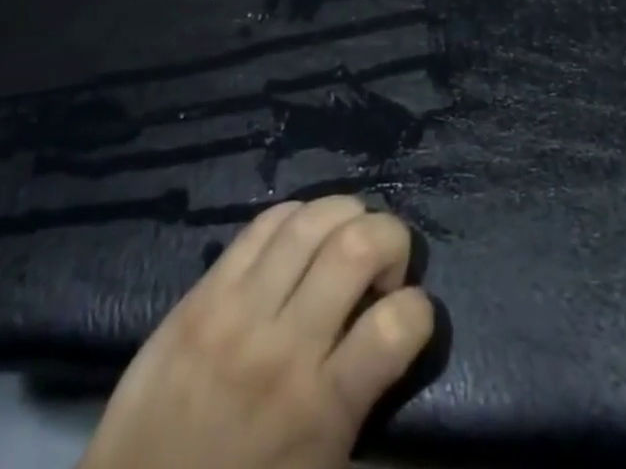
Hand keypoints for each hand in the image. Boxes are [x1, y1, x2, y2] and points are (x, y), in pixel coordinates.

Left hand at [80, 197, 435, 468]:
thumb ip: (359, 402)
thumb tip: (390, 333)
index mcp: (323, 409)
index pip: (400, 324)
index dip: (420, 310)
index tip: (409, 317)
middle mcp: (286, 347)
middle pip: (359, 246)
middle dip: (391, 238)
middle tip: (384, 267)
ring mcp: (240, 311)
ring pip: (313, 220)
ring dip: (347, 215)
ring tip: (346, 239)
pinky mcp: (204, 291)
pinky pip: (263, 223)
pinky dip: (297, 216)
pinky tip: (301, 238)